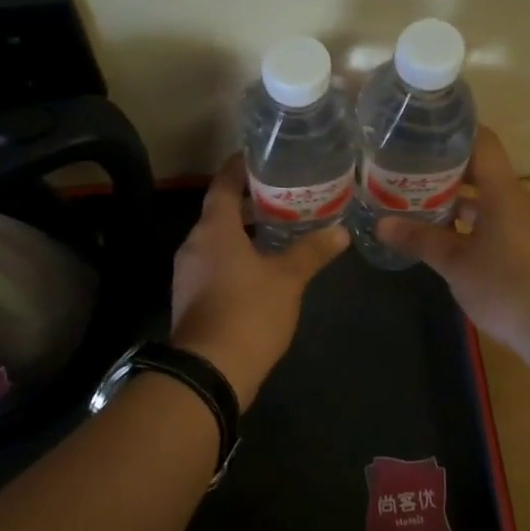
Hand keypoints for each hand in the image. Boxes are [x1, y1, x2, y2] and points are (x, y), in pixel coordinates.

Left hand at [169, 154, 348, 406]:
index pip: (223, 184)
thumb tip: (340, 231)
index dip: (240, 168)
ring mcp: (189, 272)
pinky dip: (236, 254)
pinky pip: (214, 262)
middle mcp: (195, 243)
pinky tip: (262, 264)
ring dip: (243, 230)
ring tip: (278, 226)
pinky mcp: (192, 296)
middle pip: (220, 210)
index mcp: (214, 229)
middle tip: (283, 193)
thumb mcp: (288, 279)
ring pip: (217, 238)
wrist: (209, 372)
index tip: (260, 157)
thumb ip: (312, 251)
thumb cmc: (248, 312)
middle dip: (249, 201)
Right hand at [376, 127, 529, 357]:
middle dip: (441, 168)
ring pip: (483, 198)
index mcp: (502, 192)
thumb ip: (420, 240)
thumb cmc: (507, 286)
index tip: (421, 130)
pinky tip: (439, 236)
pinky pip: (491, 221)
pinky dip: (466, 222)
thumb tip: (381, 224)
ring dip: (451, 198)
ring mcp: (522, 224)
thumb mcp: (455, 263)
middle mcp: (515, 199)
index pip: (482, 141)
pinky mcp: (524, 246)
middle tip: (403, 169)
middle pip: (478, 169)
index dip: (454, 130)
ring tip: (413, 201)